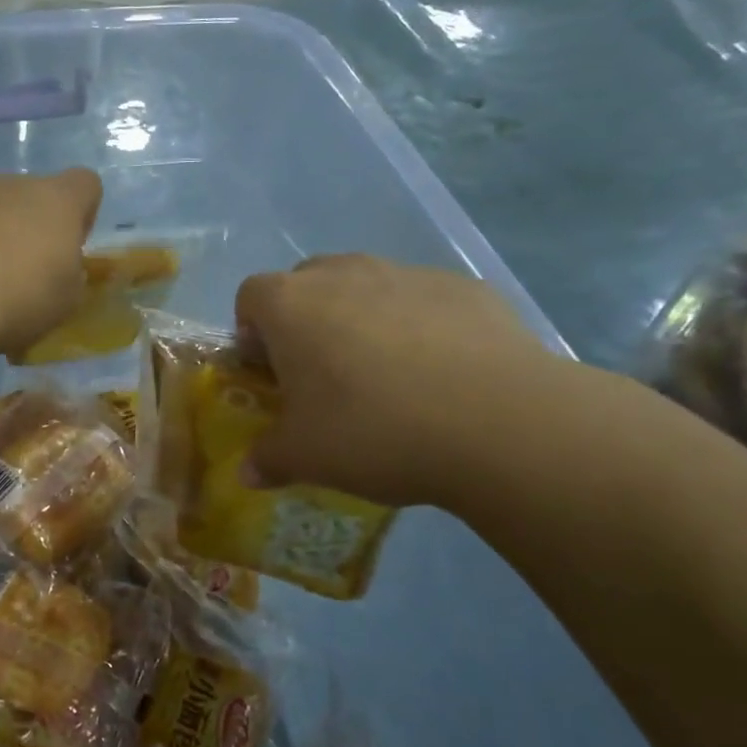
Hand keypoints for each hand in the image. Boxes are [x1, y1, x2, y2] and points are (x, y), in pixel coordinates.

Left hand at [0, 169, 102, 358]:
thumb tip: (62, 267)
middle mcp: (18, 186)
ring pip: (0, 211)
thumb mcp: (69, 297)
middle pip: (39, 196)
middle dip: (40, 226)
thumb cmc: (25, 294)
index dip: (85, 213)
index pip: (86, 184)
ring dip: (4, 236)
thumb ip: (72, 274)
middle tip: (36, 271)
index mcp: (60, 199)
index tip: (75, 246)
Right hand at [235, 255, 566, 508]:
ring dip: (362, 320)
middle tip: (324, 375)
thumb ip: (268, 459)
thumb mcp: (306, 458)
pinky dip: (420, 326)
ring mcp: (407, 273)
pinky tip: (443, 375)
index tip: (271, 373)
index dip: (253, 333)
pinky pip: (423, 301)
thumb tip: (249, 472)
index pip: (251, 297)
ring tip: (389, 377)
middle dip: (306, 321)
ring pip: (366, 287)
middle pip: (307, 284)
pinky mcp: (464, 287)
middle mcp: (343, 274)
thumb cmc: (374, 431)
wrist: (498, 423)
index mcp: (291, 305)